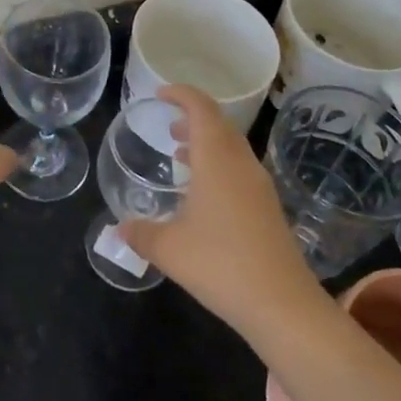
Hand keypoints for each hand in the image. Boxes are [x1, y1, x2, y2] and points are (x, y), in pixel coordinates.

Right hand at [120, 85, 325, 340]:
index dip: (181, 94)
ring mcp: (259, 186)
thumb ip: (140, 234)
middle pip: (219, 124)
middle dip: (192, 118)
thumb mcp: (168, 249)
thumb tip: (117, 229)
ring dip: (206, 143)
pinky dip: (218, 165)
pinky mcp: (269, 209)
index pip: (201, 108)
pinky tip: (202, 194)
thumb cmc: (220, 264)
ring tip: (180, 155)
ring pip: (232, 148)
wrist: (283, 306)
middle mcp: (241, 164)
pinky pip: (239, 169)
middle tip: (167, 125)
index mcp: (216, 159)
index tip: (160, 94)